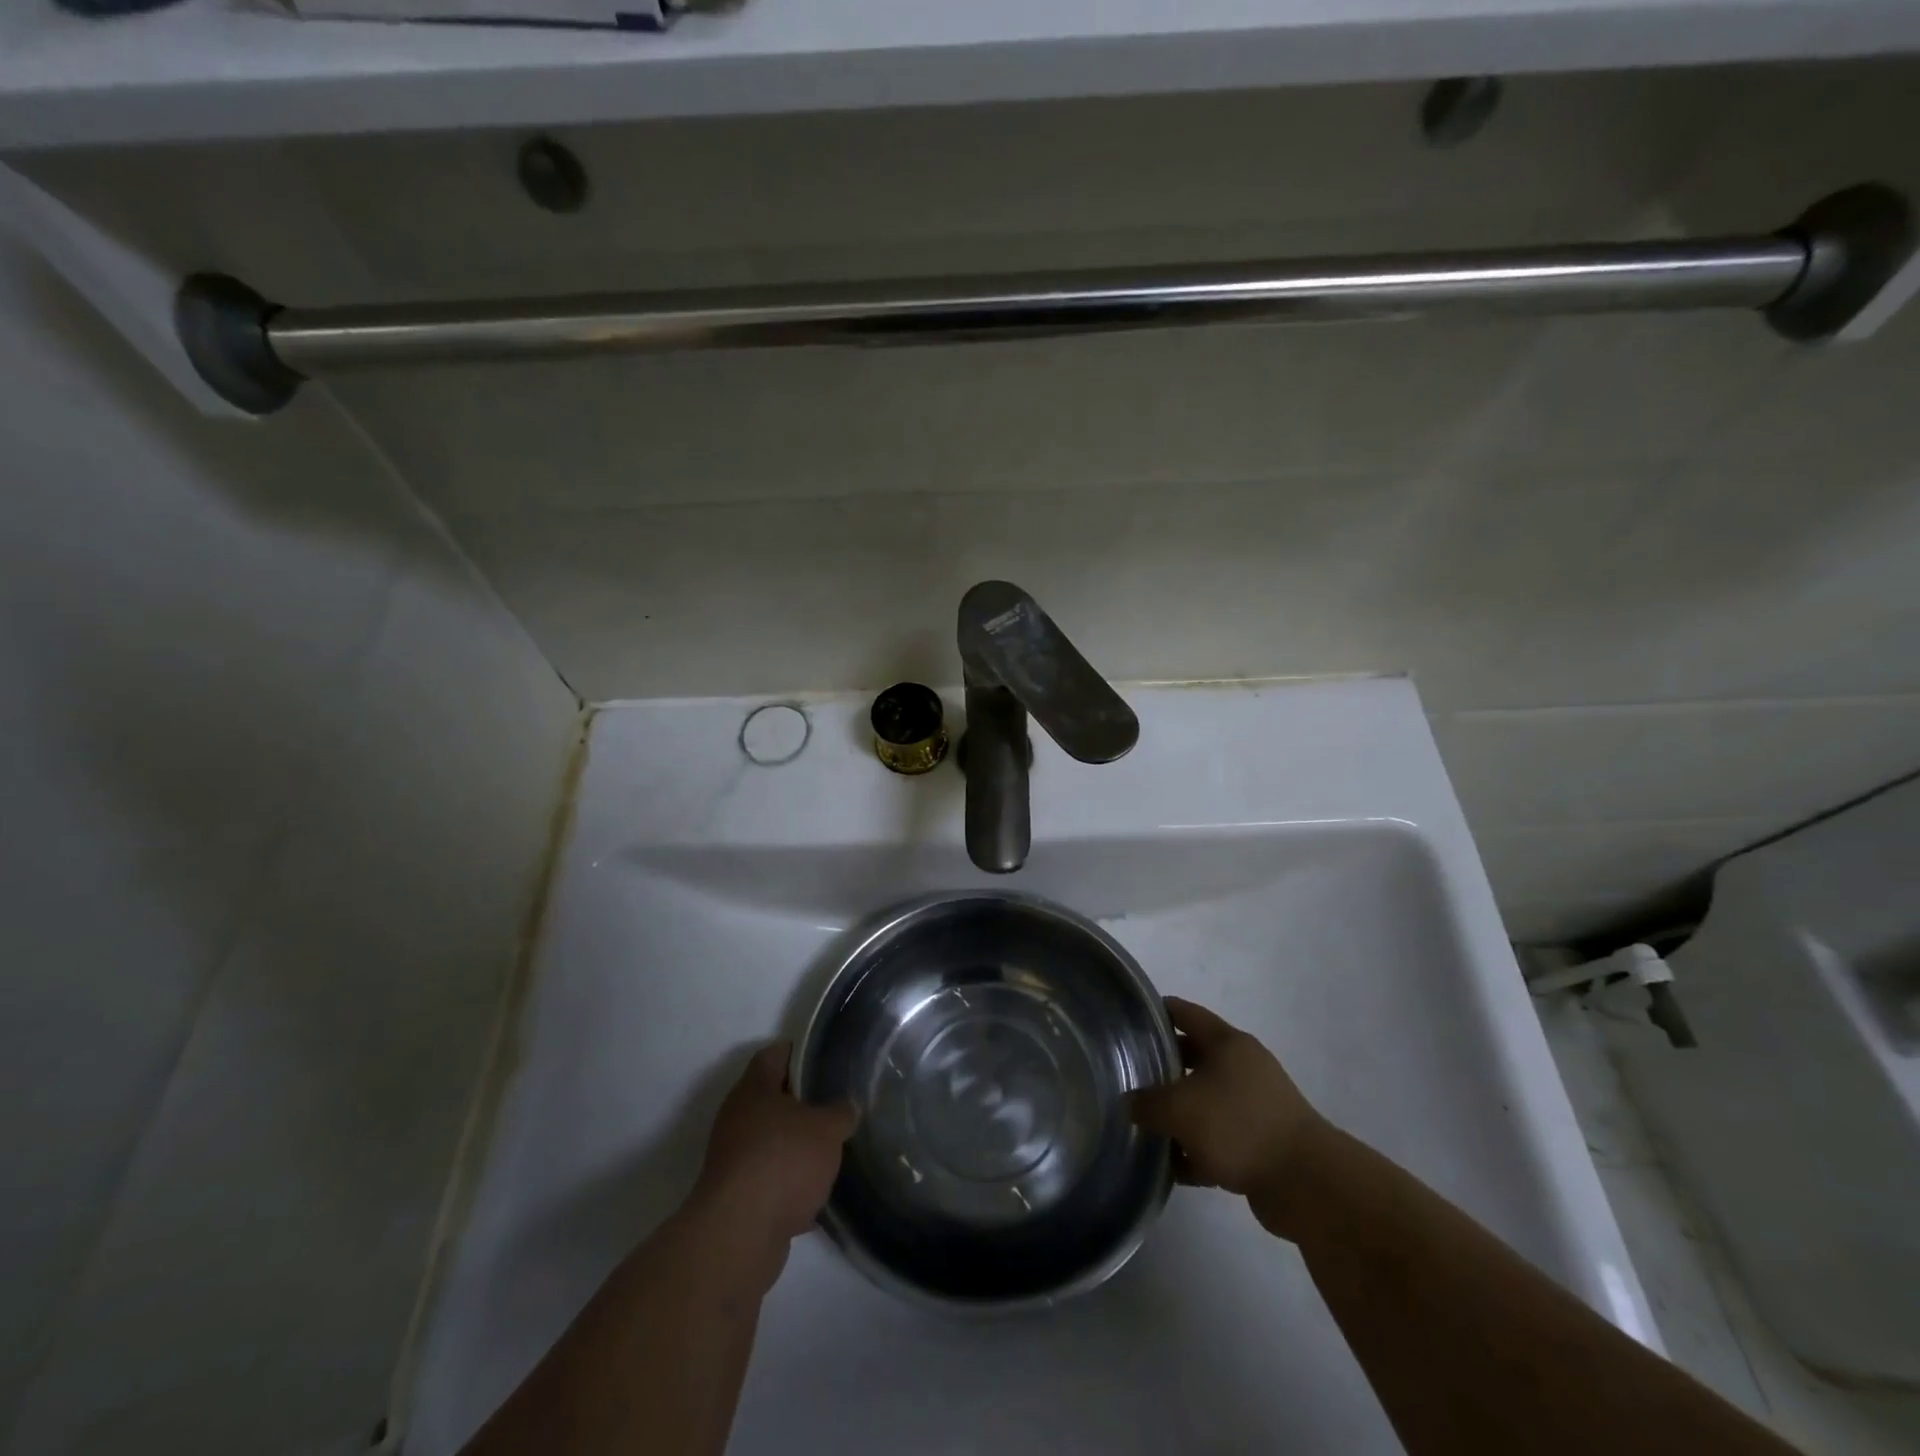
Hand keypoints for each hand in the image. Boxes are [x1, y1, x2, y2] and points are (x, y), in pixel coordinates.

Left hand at [691, 1042, 858, 1268]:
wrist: (740, 1235)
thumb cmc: (783, 1161)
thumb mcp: (827, 1129)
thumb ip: (840, 1113)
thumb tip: (848, 1105)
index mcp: (754, 1089)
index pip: (774, 1054)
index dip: (799, 1051)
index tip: (825, 1055)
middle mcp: (737, 1117)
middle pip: (771, 1098)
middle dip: (802, 1102)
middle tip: (836, 1102)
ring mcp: (732, 1158)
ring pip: (770, 1140)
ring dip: (795, 1145)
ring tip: (831, 1148)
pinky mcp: (736, 1197)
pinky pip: (768, 1179)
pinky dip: (789, 1183)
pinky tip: (815, 1193)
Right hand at [1128, 997, 1325, 1237]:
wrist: (1306, 1184)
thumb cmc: (1238, 1126)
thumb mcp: (1180, 1110)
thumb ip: (1147, 1103)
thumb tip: (1128, 1103)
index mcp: (1227, 1043)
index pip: (1185, 1013)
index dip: (1157, 1011)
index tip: (1129, 1017)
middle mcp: (1243, 1067)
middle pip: (1194, 1057)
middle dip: (1163, 1066)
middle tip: (1131, 1074)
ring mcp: (1255, 1106)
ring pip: (1206, 1100)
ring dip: (1179, 1113)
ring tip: (1145, 1123)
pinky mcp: (1262, 1143)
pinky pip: (1219, 1138)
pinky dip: (1197, 1148)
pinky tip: (1173, 1166)